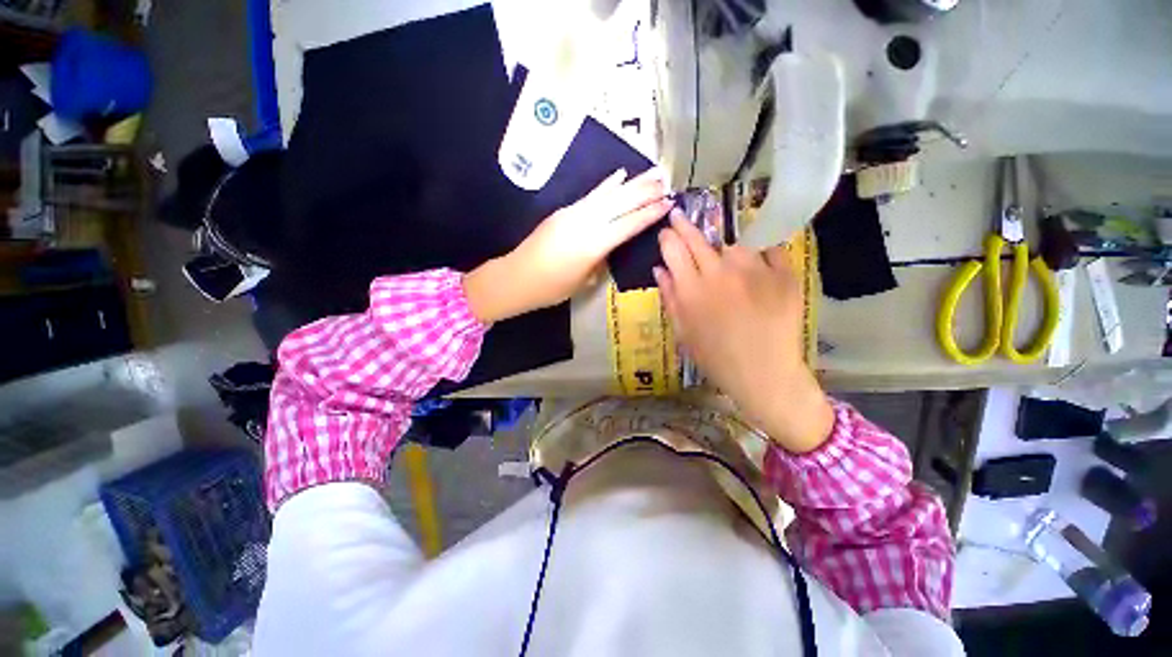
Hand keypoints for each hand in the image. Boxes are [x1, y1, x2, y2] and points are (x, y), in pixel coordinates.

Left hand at [464, 167, 671, 322]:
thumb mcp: (583, 281)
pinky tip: (620, 175)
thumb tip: (610, 248)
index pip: (628, 225)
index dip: (649, 214)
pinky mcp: (564, 211)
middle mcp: (585, 223)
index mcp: (593, 245)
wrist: (516, 277)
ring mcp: (573, 213)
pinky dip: (607, 185)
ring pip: (609, 194)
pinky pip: (591, 196)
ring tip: (652, 173)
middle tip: (667, 181)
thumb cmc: (551, 288)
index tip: (668, 203)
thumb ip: (600, 261)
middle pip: (621, 203)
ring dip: (632, 183)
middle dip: (646, 192)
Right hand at [654, 215, 833, 453]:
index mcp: (692, 290)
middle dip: (685, 226)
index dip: (668, 237)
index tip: (666, 231)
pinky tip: (757, 269)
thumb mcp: (683, 332)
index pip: (674, 249)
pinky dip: (760, 256)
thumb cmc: (716, 358)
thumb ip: (670, 297)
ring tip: (728, 266)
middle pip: (698, 239)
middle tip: (679, 218)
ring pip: (734, 245)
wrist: (765, 374)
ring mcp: (755, 271)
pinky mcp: (784, 274)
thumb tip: (660, 269)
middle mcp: (721, 273)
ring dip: (725, 252)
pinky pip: (768, 251)